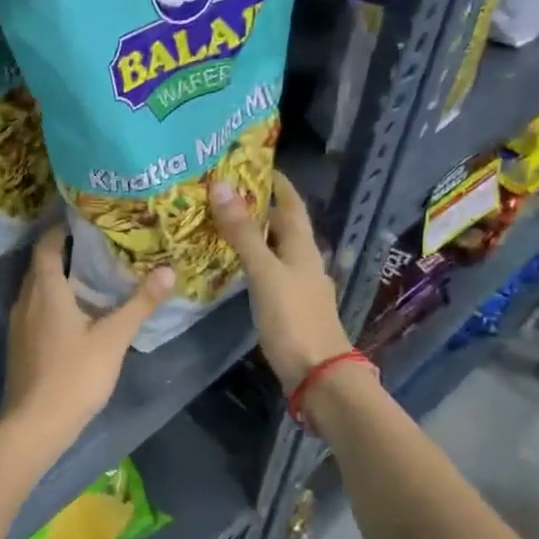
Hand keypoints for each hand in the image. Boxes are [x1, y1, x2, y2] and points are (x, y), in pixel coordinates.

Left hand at [1, 227, 174, 443]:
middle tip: (98, 242)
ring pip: (37, 287)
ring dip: (59, 276)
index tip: (86, 217)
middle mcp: (25, 299)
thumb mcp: (113, 338)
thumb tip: (168, 270)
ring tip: (92, 272)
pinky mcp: (20, 343)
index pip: (47, 244)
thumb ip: (140, 303)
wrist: (36, 423)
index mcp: (45, 290)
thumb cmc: (74, 375)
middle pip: (41, 264)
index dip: (62, 227)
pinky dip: (53, 298)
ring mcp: (18, 323)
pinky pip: (35, 307)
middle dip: (64, 249)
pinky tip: (77, 310)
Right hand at [209, 171, 353, 392]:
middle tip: (223, 192)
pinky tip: (232, 264)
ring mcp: (297, 285)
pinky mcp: (287, 306)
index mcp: (303, 248)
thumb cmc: (293, 319)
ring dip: (253, 234)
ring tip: (221, 221)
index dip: (276, 183)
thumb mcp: (265, 272)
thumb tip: (221, 187)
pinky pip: (267, 272)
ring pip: (274, 249)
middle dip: (258, 206)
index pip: (291, 204)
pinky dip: (250, 260)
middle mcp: (303, 261)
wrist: (317, 374)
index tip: (251, 164)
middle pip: (282, 226)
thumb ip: (243, 233)